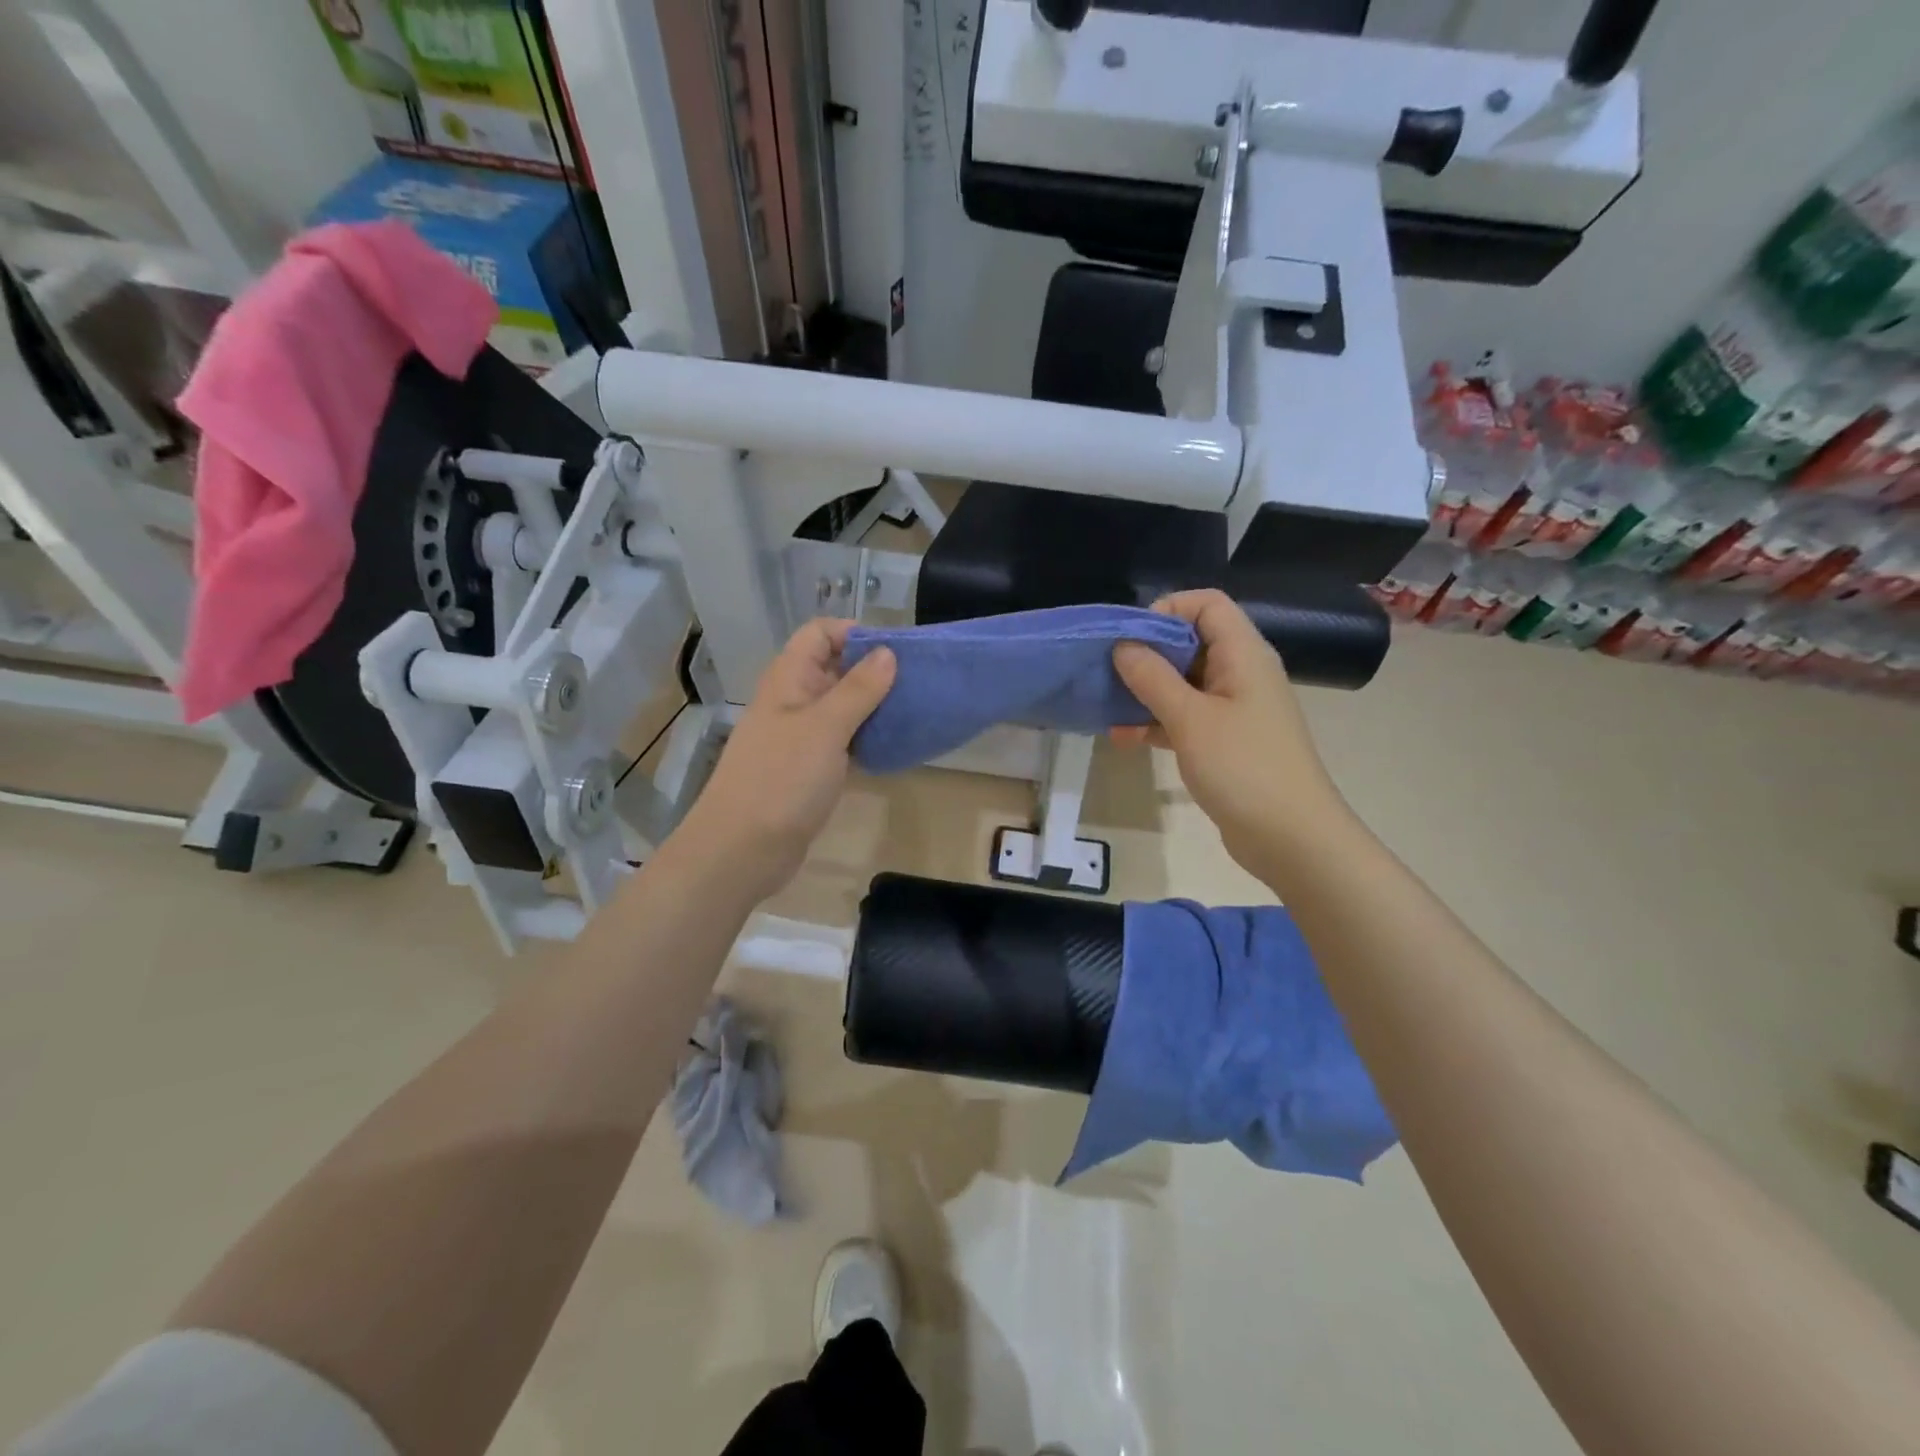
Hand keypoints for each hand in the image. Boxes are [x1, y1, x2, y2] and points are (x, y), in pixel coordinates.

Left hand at [676, 620, 894, 899]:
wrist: (742, 849)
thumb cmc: (782, 780)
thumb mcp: (825, 728)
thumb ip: (858, 689)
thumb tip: (887, 653)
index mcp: (789, 679)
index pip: (820, 633)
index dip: (855, 634)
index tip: (895, 653)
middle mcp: (794, 701)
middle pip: (834, 667)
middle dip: (873, 670)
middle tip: (916, 683)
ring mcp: (801, 736)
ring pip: (842, 706)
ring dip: (874, 705)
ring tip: (913, 711)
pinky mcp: (810, 768)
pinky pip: (843, 740)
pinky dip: (867, 737)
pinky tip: (895, 746)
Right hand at [1111, 589, 1347, 876]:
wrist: (1291, 838)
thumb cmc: (1244, 768)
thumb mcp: (1190, 719)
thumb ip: (1153, 678)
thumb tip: (1123, 645)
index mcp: (1243, 654)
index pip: (1207, 604)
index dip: (1167, 610)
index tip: (1130, 639)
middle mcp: (1240, 673)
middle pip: (1191, 641)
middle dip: (1147, 653)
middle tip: (1108, 672)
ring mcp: (1233, 708)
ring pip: (1183, 682)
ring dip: (1146, 691)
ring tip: (1107, 707)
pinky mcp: (1225, 741)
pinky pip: (1185, 716)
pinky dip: (1156, 721)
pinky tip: (1124, 738)